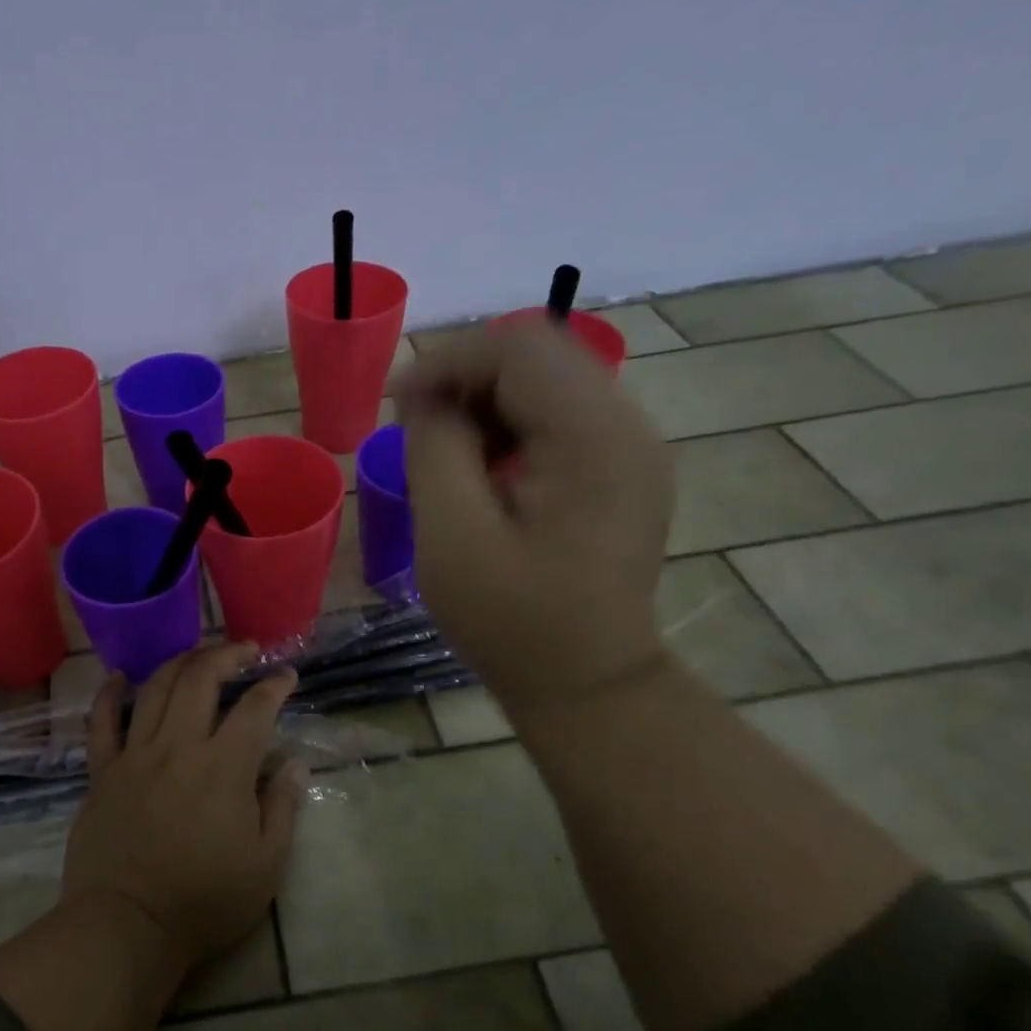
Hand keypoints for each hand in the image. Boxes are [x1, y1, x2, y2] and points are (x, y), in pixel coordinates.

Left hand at [63, 643, 307, 980]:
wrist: (127, 925)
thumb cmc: (204, 901)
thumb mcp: (265, 865)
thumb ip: (282, 807)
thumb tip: (292, 763)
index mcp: (223, 768)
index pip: (254, 709)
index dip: (274, 685)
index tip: (287, 675)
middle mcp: (178, 747)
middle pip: (200, 680)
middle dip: (226, 655)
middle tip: (245, 649)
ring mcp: (134, 756)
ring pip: (154, 689)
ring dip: (179, 662)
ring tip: (197, 654)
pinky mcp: (102, 772)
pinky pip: (101, 723)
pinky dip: (109, 695)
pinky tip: (118, 677)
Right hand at [394, 318, 672, 717]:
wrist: (587, 683)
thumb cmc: (512, 620)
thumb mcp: (452, 537)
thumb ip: (434, 450)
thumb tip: (426, 399)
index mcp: (592, 438)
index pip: (518, 346)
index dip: (447, 362)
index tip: (396, 406)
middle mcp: (628, 426)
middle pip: (539, 353)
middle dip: (465, 377)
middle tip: (416, 427)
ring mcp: (633, 446)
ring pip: (550, 379)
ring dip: (487, 400)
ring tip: (445, 451)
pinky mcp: (625, 469)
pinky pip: (562, 415)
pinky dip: (512, 424)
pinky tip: (484, 468)